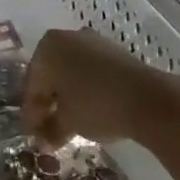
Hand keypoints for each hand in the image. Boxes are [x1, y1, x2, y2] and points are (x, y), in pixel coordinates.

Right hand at [22, 28, 177, 146]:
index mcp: (48, 47)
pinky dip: (85, 90)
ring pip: (71, 73)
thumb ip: (50, 129)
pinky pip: (90, 72)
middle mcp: (67, 38)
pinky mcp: (114, 52)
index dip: (32, 113)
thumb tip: (43, 141)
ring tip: (68, 125)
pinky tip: (88, 111)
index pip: (32, 84)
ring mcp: (93, 42)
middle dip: (48, 104)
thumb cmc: (96, 105)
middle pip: (51, 76)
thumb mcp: (67, 122)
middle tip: (47, 131)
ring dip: (67, 98)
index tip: (33, 136)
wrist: (148, 99)